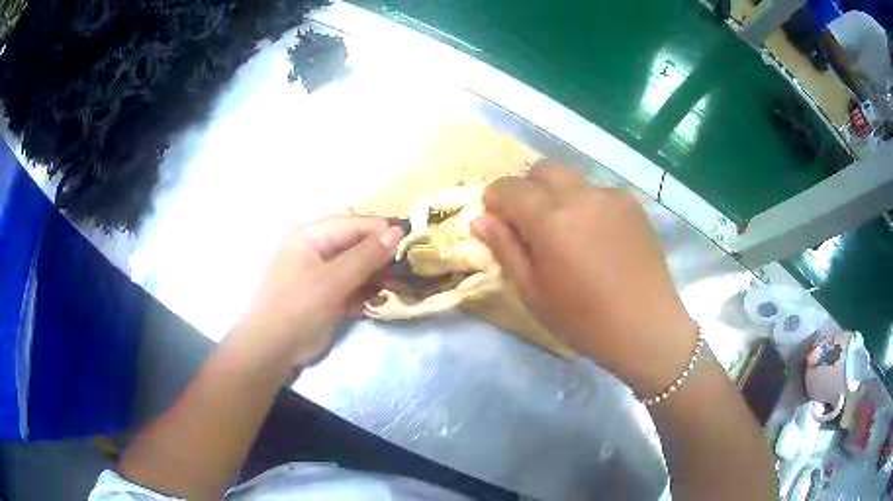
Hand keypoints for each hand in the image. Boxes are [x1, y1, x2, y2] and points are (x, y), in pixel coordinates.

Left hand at [234, 215, 402, 365]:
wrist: (271, 350)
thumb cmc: (297, 308)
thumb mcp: (333, 280)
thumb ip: (366, 256)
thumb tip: (397, 232)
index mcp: (312, 235)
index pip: (355, 224)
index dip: (384, 231)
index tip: (414, 243)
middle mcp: (316, 249)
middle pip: (357, 245)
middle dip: (382, 258)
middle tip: (411, 270)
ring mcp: (321, 274)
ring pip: (357, 268)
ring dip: (376, 278)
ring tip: (400, 288)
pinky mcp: (325, 295)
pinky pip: (351, 287)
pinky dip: (365, 294)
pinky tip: (379, 303)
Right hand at [471, 162, 697, 395]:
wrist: (646, 327)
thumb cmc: (583, 319)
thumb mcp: (533, 291)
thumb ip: (505, 248)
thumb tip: (480, 219)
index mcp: (550, 217)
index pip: (509, 187)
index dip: (495, 200)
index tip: (496, 220)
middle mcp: (581, 194)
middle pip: (542, 170)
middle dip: (527, 189)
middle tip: (530, 224)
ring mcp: (611, 195)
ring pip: (572, 180)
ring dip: (558, 196)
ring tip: (569, 234)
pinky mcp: (633, 204)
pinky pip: (598, 193)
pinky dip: (586, 205)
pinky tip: (597, 239)